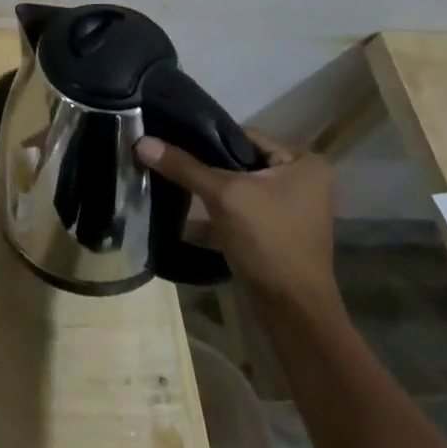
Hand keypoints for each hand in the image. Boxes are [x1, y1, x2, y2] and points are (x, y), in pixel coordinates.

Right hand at [135, 131, 339, 312]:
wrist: (292, 311)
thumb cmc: (267, 242)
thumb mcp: (223, 196)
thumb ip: (183, 166)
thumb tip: (141, 141)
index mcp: (304, 163)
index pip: (245, 136)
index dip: (208, 138)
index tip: (173, 140)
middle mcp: (305, 180)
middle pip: (243, 160)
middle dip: (209, 164)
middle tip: (171, 161)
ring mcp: (295, 208)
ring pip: (243, 184)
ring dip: (215, 187)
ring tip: (177, 181)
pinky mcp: (282, 230)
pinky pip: (246, 206)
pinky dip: (224, 207)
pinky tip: (194, 207)